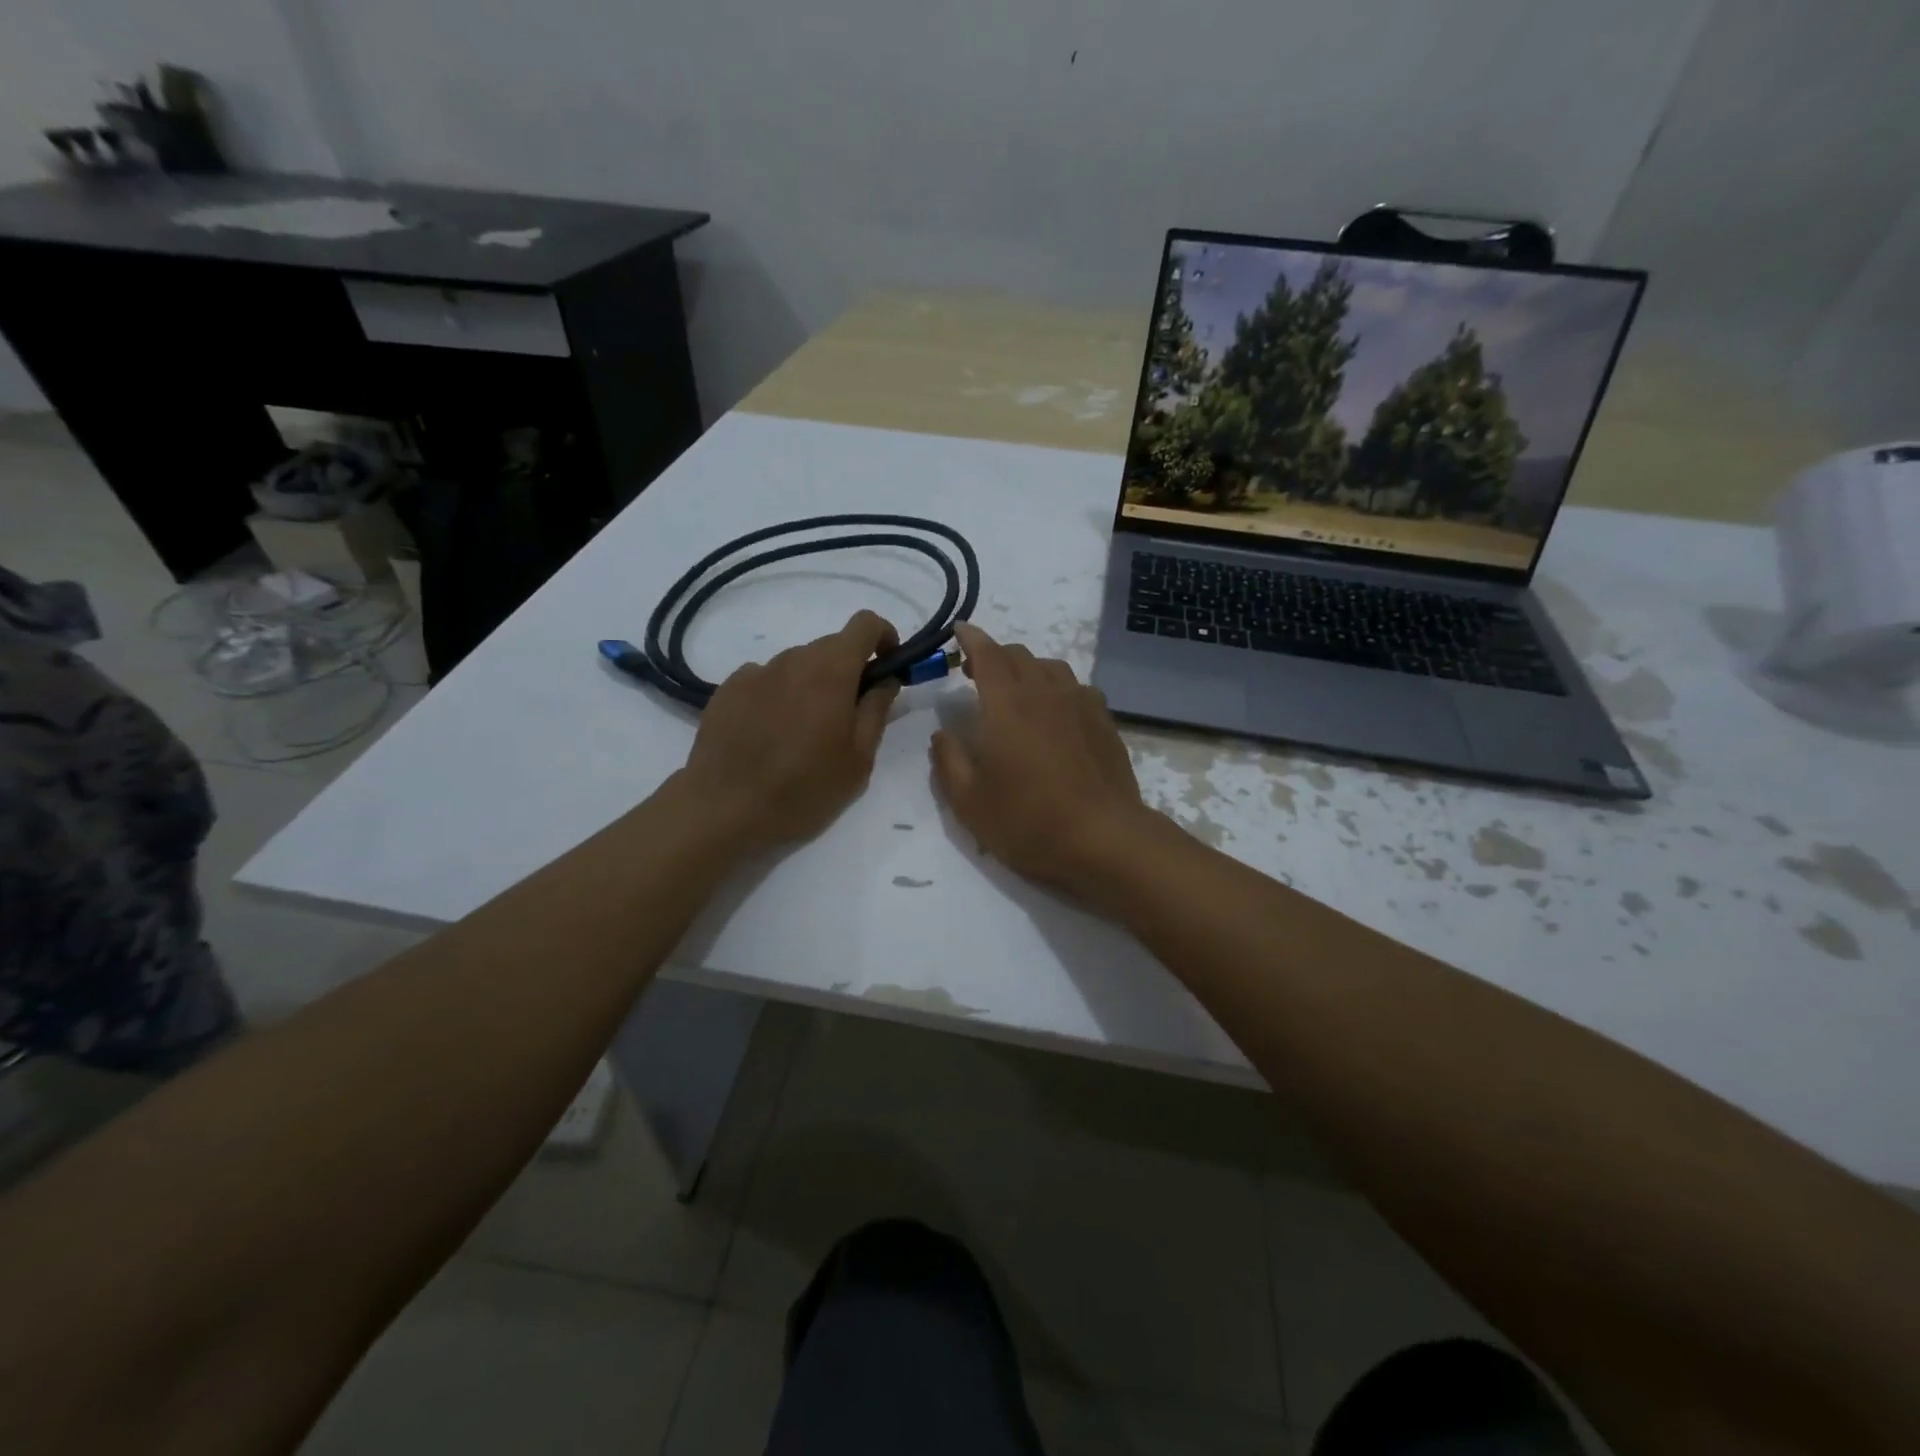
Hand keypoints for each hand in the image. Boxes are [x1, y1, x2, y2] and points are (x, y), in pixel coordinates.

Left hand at [681, 611, 900, 849]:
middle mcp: (793, 659)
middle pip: (831, 647)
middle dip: (848, 671)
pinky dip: (779, 695)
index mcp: (831, 671)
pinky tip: (770, 734)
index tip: (888, 666)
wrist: (723, 808)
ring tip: (804, 733)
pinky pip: (766, 680)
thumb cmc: (803, 788)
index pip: (865, 624)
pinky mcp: (728, 689)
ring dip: (812, 685)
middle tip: (847, 717)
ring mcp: (756, 672)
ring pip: (798, 665)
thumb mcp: (859, 759)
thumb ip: (877, 710)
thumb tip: (886, 679)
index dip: (884, 637)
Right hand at [930, 622, 1157, 895]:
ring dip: (1028, 669)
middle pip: (1019, 655)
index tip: (959, 630)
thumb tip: (942, 734)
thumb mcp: (969, 802)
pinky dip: (1058, 688)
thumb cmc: (1028, 821)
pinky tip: (1057, 712)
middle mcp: (1045, 692)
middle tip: (977, 674)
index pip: (987, 654)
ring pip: (1051, 667)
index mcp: (1006, 704)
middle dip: (995, 655)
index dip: (971, 639)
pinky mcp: (1105, 722)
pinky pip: (1077, 688)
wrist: (1103, 838)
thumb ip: (949, 761)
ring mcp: (1080, 704)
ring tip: (1017, 691)